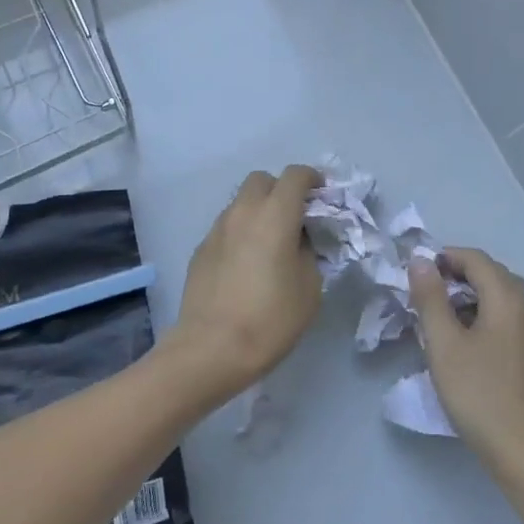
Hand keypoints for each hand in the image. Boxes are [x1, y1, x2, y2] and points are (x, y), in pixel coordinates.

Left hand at [160, 166, 322, 405]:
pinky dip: (241, 233)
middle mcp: (243, 211)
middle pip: (262, 180)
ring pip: (241, 202)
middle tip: (294, 218)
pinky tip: (246, 265)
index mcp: (275, 214)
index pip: (295, 175)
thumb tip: (298, 242)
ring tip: (269, 244)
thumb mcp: (310, 287)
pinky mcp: (200, 249)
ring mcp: (217, 229)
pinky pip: (226, 227)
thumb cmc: (271, 318)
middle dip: (281, 190)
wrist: (211, 348)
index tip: (322, 196)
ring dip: (258, 211)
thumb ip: (308, 252)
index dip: (312, 179)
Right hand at [411, 247, 523, 479]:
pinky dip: (477, 316)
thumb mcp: (444, 344)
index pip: (475, 258)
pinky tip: (459, 340)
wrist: (522, 452)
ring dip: (464, 297)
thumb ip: (430, 298)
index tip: (414, 274)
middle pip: (488, 274)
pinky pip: (501, 318)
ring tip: (435, 318)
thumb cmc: (479, 393)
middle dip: (453, 276)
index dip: (444, 257)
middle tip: (421, 295)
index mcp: (507, 298)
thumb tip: (420, 261)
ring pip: (495, 297)